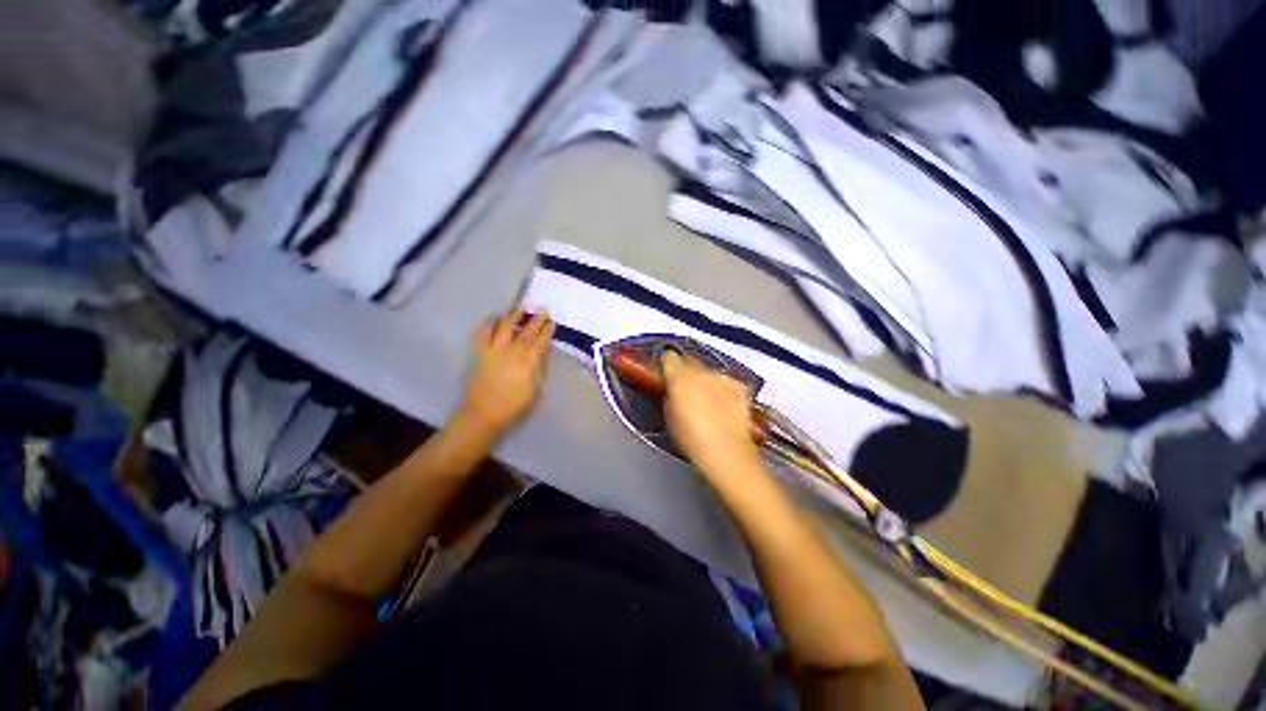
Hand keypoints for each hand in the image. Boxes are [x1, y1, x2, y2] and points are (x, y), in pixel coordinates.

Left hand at [459, 307, 554, 435]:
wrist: (484, 413)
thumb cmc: (514, 405)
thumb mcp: (536, 388)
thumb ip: (538, 368)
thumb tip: (539, 354)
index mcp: (529, 360)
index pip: (541, 339)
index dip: (547, 329)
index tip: (551, 321)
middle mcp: (513, 350)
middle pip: (527, 330)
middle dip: (536, 318)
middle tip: (542, 308)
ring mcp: (495, 349)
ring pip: (505, 325)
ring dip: (514, 315)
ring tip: (520, 308)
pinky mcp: (480, 352)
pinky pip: (484, 332)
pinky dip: (490, 322)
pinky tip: (495, 318)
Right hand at [662, 351, 761, 477]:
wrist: (726, 450)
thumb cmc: (690, 438)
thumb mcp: (669, 417)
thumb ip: (670, 396)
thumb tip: (673, 391)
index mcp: (679, 377)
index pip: (669, 357)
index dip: (667, 365)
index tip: (667, 374)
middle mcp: (701, 371)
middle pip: (690, 361)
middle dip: (686, 372)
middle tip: (686, 390)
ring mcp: (722, 377)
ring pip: (709, 372)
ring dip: (706, 381)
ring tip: (708, 401)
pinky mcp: (739, 386)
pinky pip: (726, 382)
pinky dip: (723, 389)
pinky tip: (725, 406)